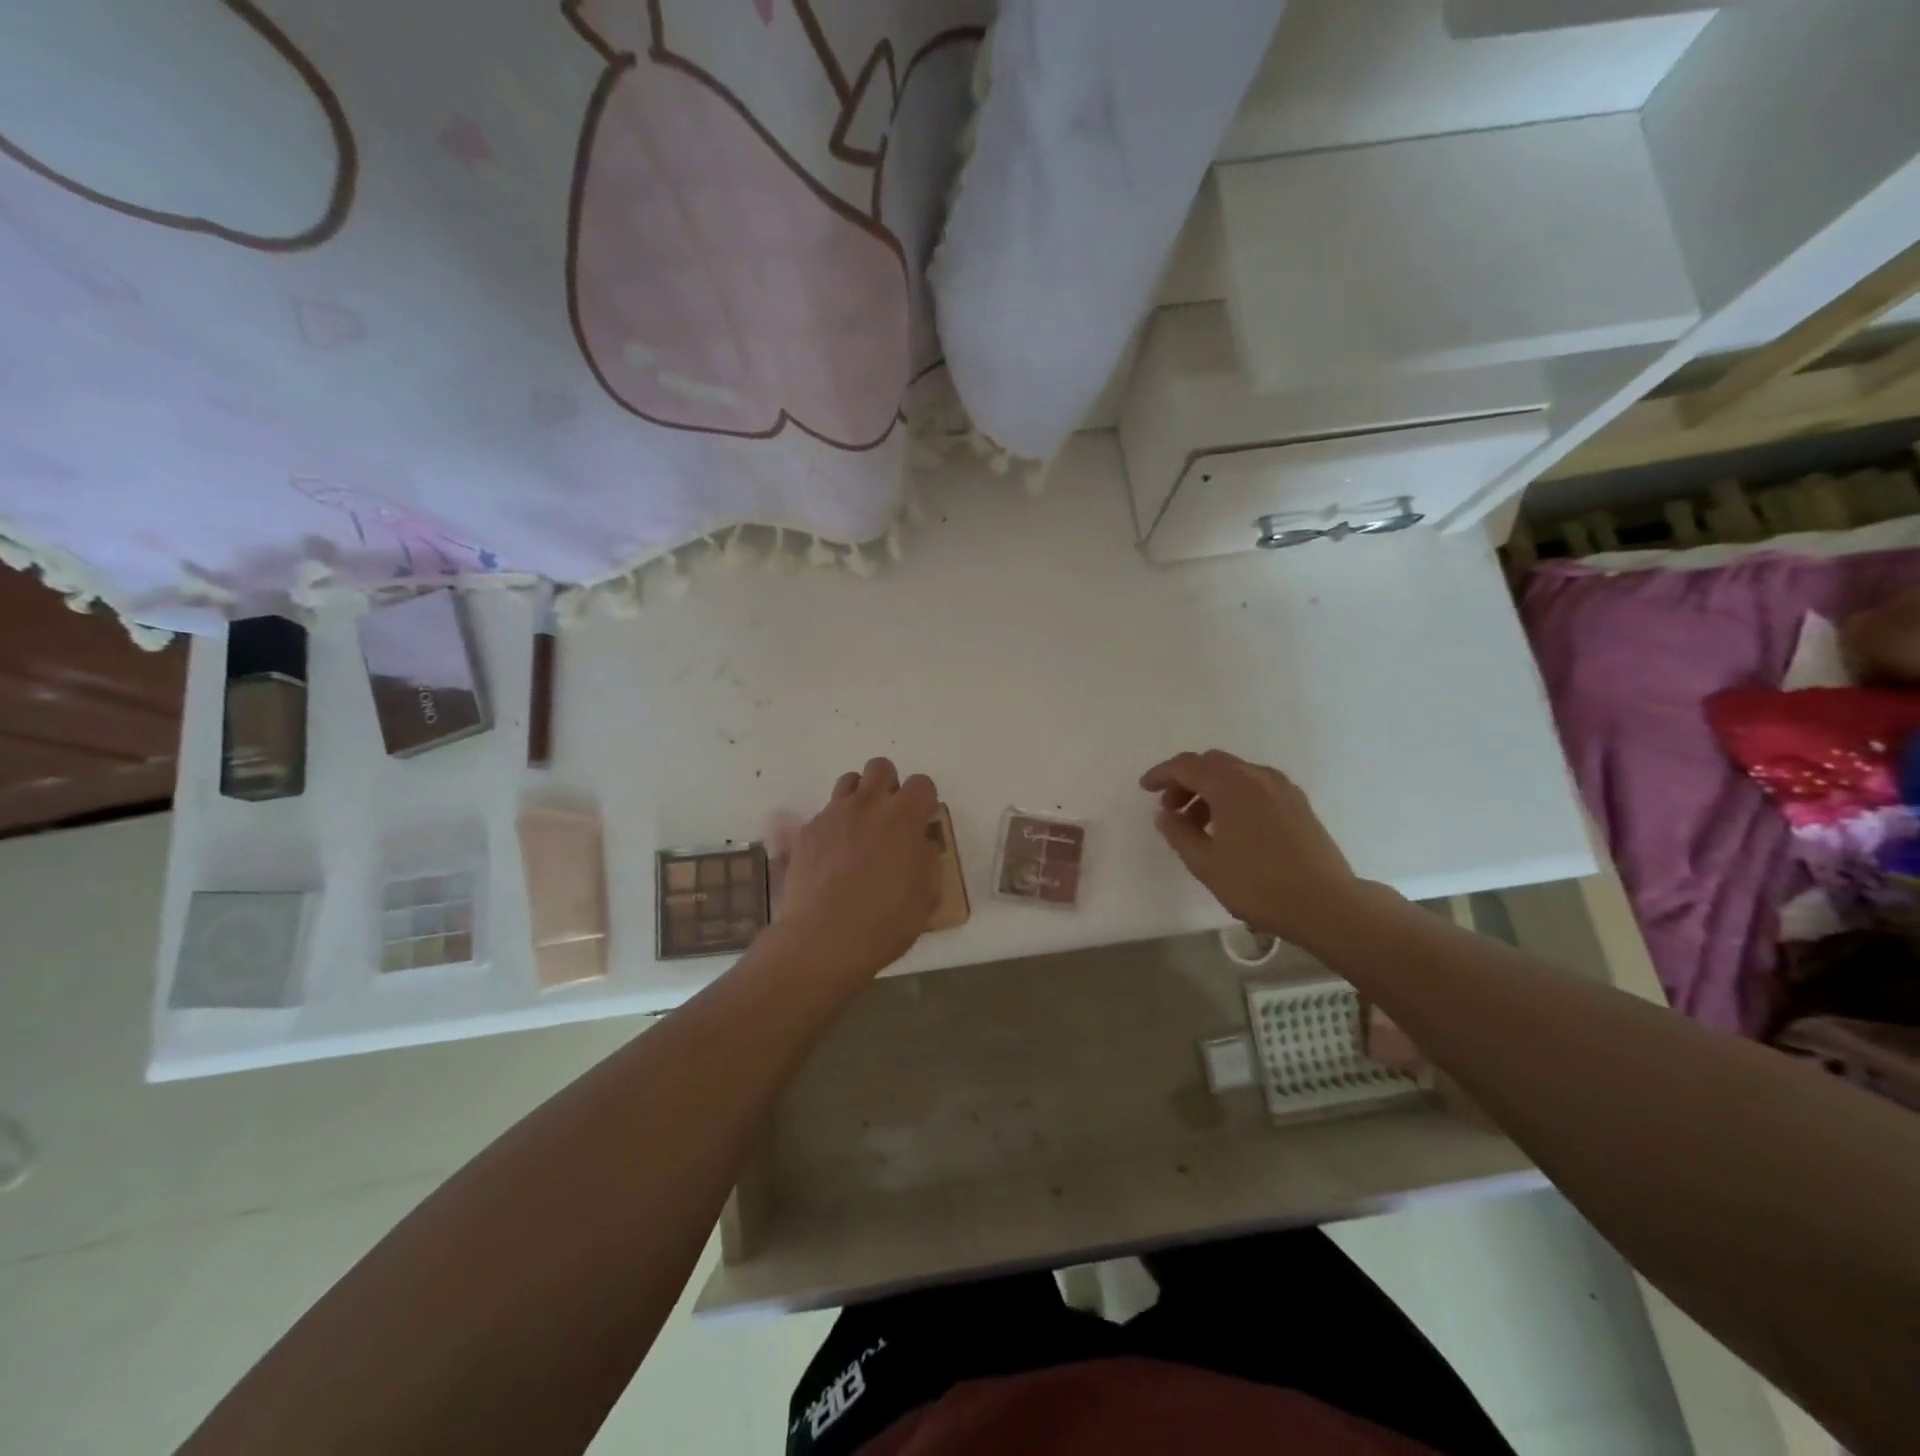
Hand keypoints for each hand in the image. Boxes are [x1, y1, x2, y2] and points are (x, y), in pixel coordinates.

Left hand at [774, 758, 940, 981]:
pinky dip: (833, 826)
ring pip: (849, 781)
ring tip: (859, 829)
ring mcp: (833, 814)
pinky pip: (825, 813)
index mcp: (904, 817)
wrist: (824, 939)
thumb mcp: (926, 895)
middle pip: (880, 767)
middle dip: (888, 785)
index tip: (921, 821)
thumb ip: (927, 858)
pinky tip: (832, 857)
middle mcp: (868, 805)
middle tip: (889, 817)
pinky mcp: (807, 831)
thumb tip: (920, 842)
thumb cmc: (886, 922)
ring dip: (859, 798)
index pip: (922, 783)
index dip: (924, 799)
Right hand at [1140, 749, 1366, 944]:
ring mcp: (1282, 788)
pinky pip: (1256, 786)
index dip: (1162, 774)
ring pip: (1236, 774)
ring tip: (1200, 825)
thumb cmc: (1258, 884)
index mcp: (1230, 785)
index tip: (1145, 788)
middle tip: (1171, 809)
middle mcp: (1256, 776)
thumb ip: (1179, 833)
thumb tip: (1165, 814)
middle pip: (1212, 764)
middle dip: (1186, 780)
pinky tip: (1232, 827)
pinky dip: (1235, 796)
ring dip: (1211, 790)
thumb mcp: (1206, 863)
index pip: (1187, 766)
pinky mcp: (1298, 804)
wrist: (1326, 904)